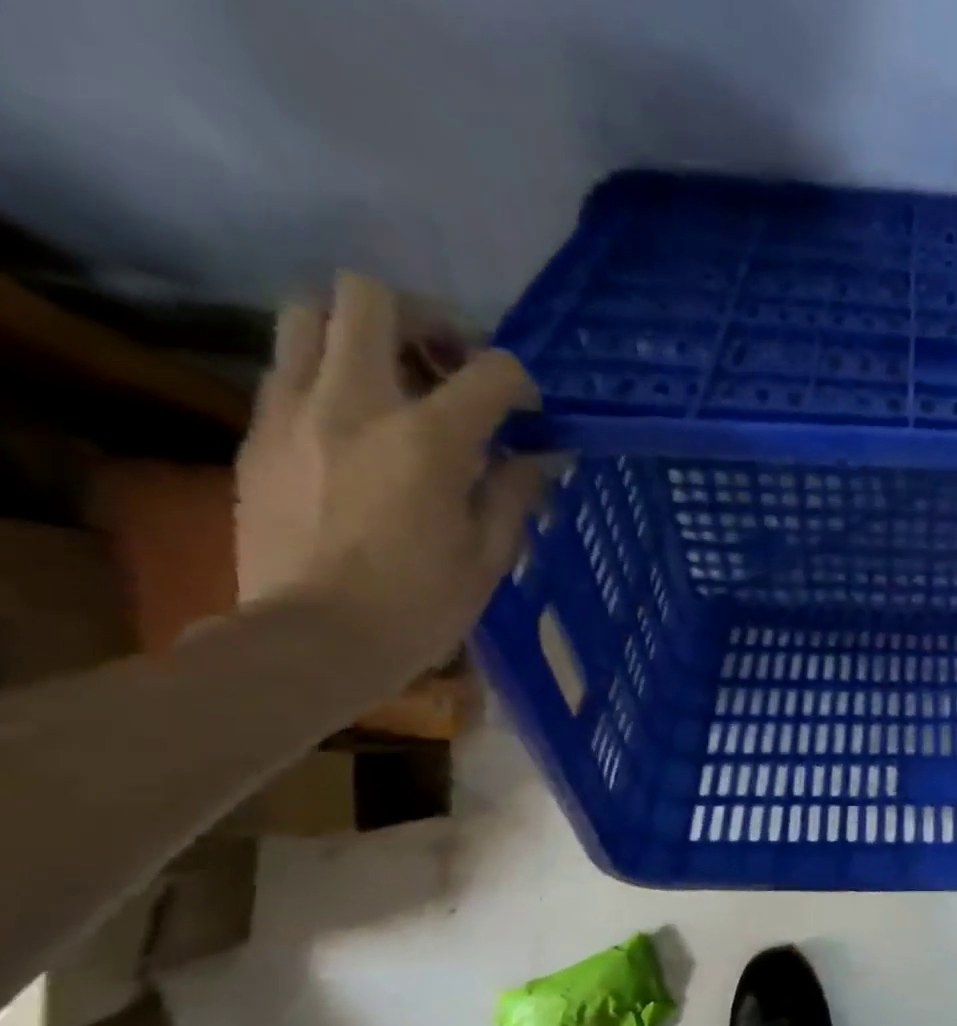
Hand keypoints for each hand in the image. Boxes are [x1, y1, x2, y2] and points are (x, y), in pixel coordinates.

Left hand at [235, 272, 551, 677]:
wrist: (312, 639)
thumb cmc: (420, 604)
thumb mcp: (490, 554)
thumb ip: (515, 492)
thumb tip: (541, 458)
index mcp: (428, 439)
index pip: (491, 371)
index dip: (519, 383)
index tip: (526, 413)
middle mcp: (355, 402)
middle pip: (371, 297)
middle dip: (420, 318)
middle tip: (445, 364)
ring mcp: (294, 411)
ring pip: (309, 315)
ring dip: (359, 334)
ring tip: (391, 384)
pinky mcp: (257, 434)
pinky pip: (288, 371)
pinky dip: (327, 378)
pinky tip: (355, 429)